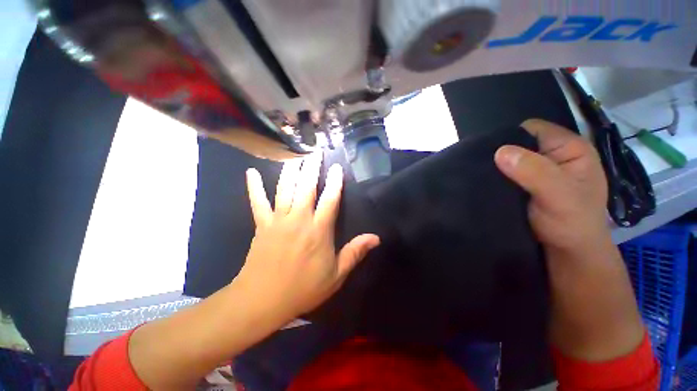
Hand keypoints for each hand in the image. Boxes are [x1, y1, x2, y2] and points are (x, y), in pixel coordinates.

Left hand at [235, 152, 379, 325]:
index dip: (335, 182)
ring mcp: (279, 220)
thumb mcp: (336, 275)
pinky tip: (250, 172)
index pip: (330, 199)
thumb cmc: (303, 289)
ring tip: (295, 156)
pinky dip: (254, 187)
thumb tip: (376, 238)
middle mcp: (299, 219)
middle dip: (312, 168)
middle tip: (315, 153)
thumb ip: (355, 253)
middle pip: (307, 187)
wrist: (263, 300)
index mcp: (319, 230)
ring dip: (291, 171)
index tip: (337, 168)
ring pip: (285, 189)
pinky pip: (257, 202)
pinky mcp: (262, 225)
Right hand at [494, 119, 643, 361]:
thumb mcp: (561, 197)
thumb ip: (536, 172)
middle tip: (476, 168)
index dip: (508, 138)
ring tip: (473, 178)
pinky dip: (490, 181)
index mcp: (569, 149)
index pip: (530, 129)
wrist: (566, 261)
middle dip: (497, 154)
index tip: (488, 154)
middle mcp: (551, 158)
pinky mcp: (520, 189)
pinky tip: (479, 187)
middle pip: (516, 144)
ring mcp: (534, 174)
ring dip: (491, 169)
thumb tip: (500, 151)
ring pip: (506, 162)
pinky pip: (501, 177)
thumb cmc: (573, 227)